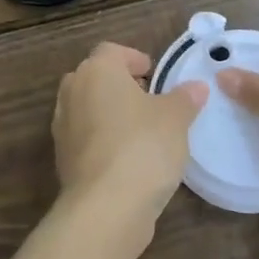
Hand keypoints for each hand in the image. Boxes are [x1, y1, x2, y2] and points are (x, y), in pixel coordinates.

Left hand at [53, 42, 207, 229]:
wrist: (105, 207)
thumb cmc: (142, 146)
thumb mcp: (175, 118)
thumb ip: (185, 98)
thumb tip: (196, 87)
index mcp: (97, 71)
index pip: (112, 51)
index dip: (134, 59)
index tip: (154, 75)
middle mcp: (73, 91)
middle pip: (96, 77)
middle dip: (120, 85)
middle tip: (149, 101)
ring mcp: (63, 126)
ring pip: (88, 108)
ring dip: (110, 114)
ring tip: (141, 131)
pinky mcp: (62, 158)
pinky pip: (85, 138)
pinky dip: (102, 140)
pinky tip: (127, 159)